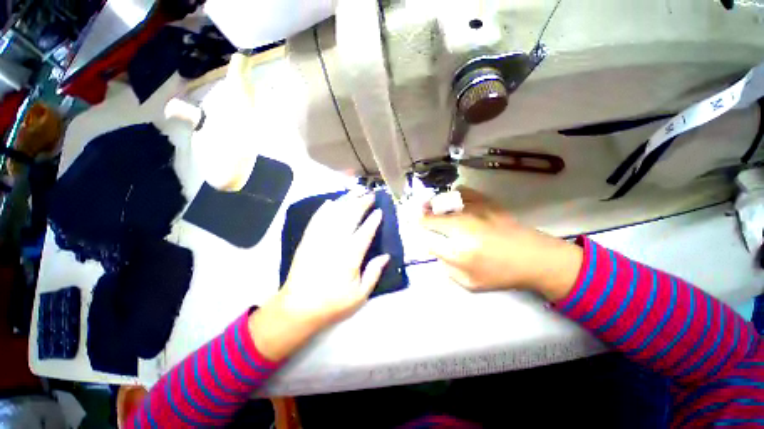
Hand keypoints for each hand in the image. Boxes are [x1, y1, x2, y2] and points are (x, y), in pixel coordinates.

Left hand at [250, 192, 388, 360]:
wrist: (298, 308)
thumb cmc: (332, 303)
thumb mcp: (359, 295)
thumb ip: (374, 273)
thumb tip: (386, 256)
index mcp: (350, 257)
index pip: (365, 232)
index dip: (373, 220)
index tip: (379, 211)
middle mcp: (335, 243)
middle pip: (350, 217)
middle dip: (362, 204)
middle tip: (370, 195)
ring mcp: (319, 239)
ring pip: (334, 214)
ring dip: (346, 202)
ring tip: (355, 193)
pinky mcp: (307, 240)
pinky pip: (316, 220)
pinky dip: (324, 210)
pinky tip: (330, 202)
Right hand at [421, 188, 582, 300]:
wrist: (535, 257)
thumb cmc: (501, 273)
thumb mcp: (470, 282)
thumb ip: (446, 267)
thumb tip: (435, 249)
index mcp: (459, 250)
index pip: (427, 237)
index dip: (419, 233)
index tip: (419, 231)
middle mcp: (463, 226)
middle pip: (430, 216)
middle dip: (422, 216)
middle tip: (421, 217)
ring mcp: (474, 210)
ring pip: (443, 201)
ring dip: (433, 205)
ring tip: (433, 208)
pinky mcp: (485, 201)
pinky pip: (461, 192)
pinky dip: (452, 195)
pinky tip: (454, 202)